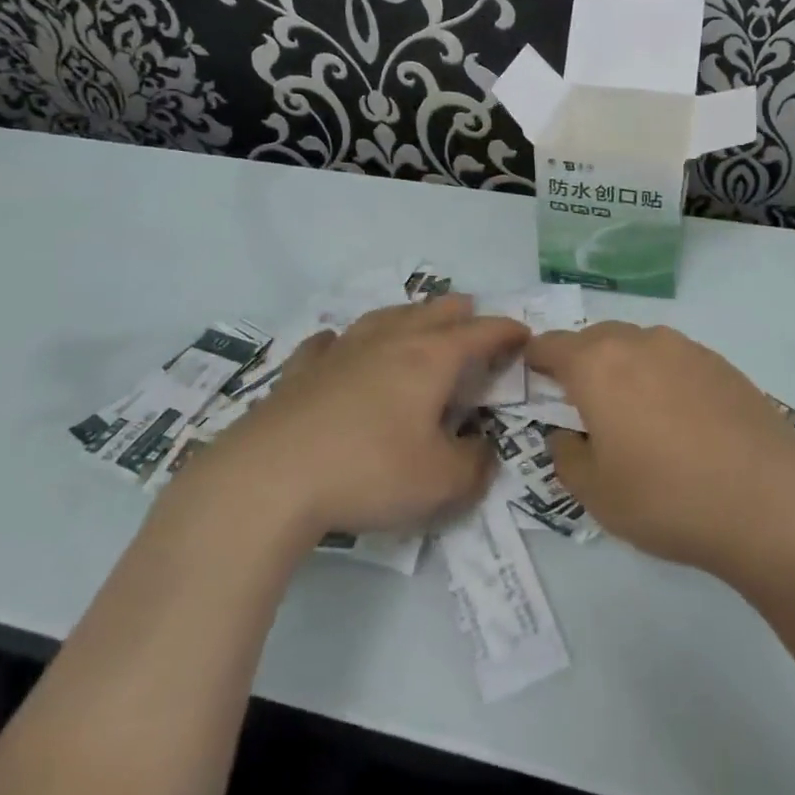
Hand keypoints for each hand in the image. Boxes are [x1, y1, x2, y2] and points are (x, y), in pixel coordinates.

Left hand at [194, 295, 528, 542]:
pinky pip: (327, 344)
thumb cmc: (369, 472)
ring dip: (408, 314)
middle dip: (460, 312)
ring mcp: (341, 352)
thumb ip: (475, 465)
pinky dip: (343, 341)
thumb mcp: (441, 482)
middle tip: (473, 316)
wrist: (271, 479)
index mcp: (430, 359)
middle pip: (433, 312)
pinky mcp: (301, 372)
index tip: (524, 334)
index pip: (480, 333)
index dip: (506, 331)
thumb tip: (482, 450)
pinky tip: (336, 344)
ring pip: (383, 317)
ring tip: (417, 317)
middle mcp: (389, 342)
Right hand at [525, 323, 794, 576]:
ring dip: (625, 368)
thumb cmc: (667, 498)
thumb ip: (566, 455)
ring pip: (639, 346)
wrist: (770, 503)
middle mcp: (640, 343)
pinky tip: (680, 420)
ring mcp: (686, 349)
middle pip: (596, 339)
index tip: (533, 380)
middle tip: (582, 404)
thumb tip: (566, 435)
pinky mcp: (723, 364)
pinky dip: (663, 378)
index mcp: (598, 365)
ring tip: (634, 414)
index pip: (551, 345)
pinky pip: (675, 360)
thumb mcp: (596, 493)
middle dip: (580, 363)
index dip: (535, 360)